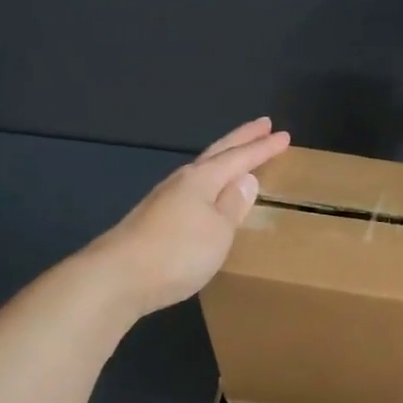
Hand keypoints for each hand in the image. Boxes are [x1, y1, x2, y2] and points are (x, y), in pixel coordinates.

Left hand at [86, 118, 290, 315]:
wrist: (117, 277)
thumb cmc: (178, 252)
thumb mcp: (218, 231)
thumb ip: (233, 204)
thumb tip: (246, 179)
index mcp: (202, 179)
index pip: (240, 158)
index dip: (263, 148)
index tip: (284, 135)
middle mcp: (182, 181)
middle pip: (217, 153)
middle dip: (242, 139)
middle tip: (263, 125)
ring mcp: (164, 199)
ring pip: (202, 169)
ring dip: (223, 159)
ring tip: (238, 154)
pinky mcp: (153, 219)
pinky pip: (191, 189)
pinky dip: (208, 182)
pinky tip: (208, 194)